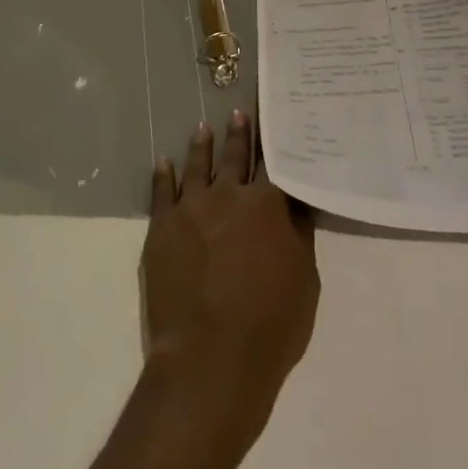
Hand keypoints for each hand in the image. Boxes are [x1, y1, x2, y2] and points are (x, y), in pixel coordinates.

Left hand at [142, 113, 318, 445]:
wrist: (210, 357)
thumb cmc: (270, 325)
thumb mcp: (305, 281)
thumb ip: (299, 236)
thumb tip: (296, 204)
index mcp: (267, 205)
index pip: (275, 164)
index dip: (277, 143)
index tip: (277, 121)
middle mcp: (229, 195)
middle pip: (235, 157)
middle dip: (239, 133)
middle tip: (238, 111)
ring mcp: (192, 207)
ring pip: (198, 166)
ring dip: (202, 145)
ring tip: (203, 127)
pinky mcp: (163, 225)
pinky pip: (162, 190)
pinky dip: (164, 174)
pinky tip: (164, 162)